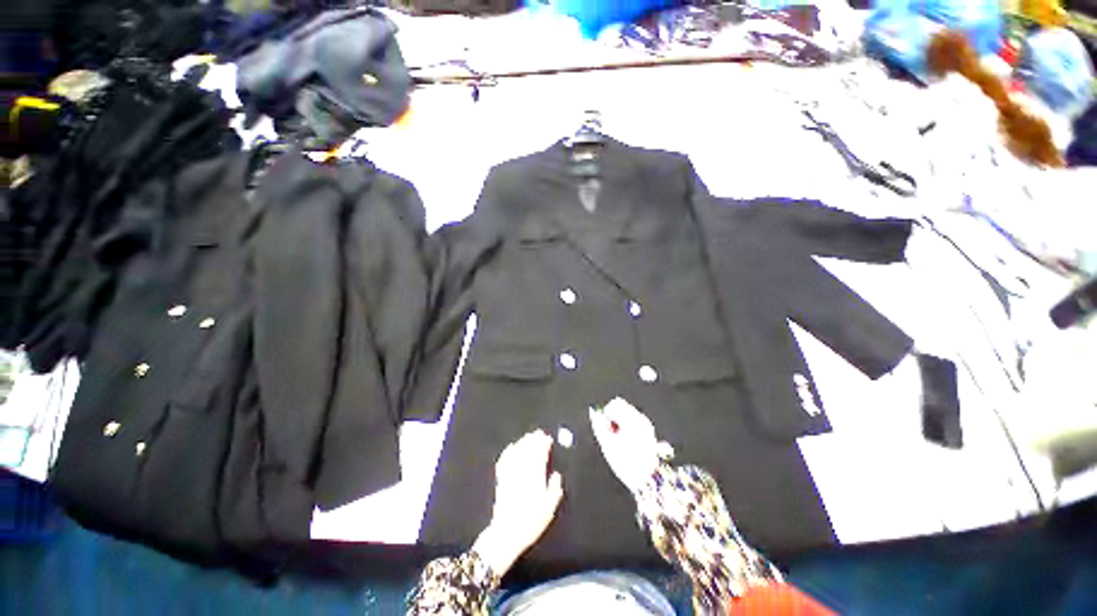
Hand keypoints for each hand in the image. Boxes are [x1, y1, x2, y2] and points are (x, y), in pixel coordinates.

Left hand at [473, 430, 563, 576]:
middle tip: (538, 432)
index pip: (540, 456)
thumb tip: (557, 475)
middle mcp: (523, 473)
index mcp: (536, 479)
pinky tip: (511, 447)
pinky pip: (504, 462)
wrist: (506, 534)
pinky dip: (508, 452)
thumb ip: (554, 490)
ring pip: (517, 453)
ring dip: (523, 443)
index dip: (544, 445)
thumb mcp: (549, 510)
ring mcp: (511, 476)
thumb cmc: (530, 523)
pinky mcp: (501, 480)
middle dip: (534, 440)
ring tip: (528, 436)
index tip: (547, 438)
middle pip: (528, 451)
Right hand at [590, 397, 668, 493]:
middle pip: (622, 406)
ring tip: (619, 440)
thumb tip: (593, 413)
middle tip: (611, 434)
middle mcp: (641, 419)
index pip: (615, 404)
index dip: (606, 415)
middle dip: (613, 417)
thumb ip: (599, 426)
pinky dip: (627, 426)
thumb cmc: (627, 464)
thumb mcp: (608, 445)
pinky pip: (633, 421)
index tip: (606, 429)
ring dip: (620, 421)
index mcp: (632, 420)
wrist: (648, 480)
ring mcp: (646, 424)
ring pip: (627, 413)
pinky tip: (627, 441)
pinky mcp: (648, 431)